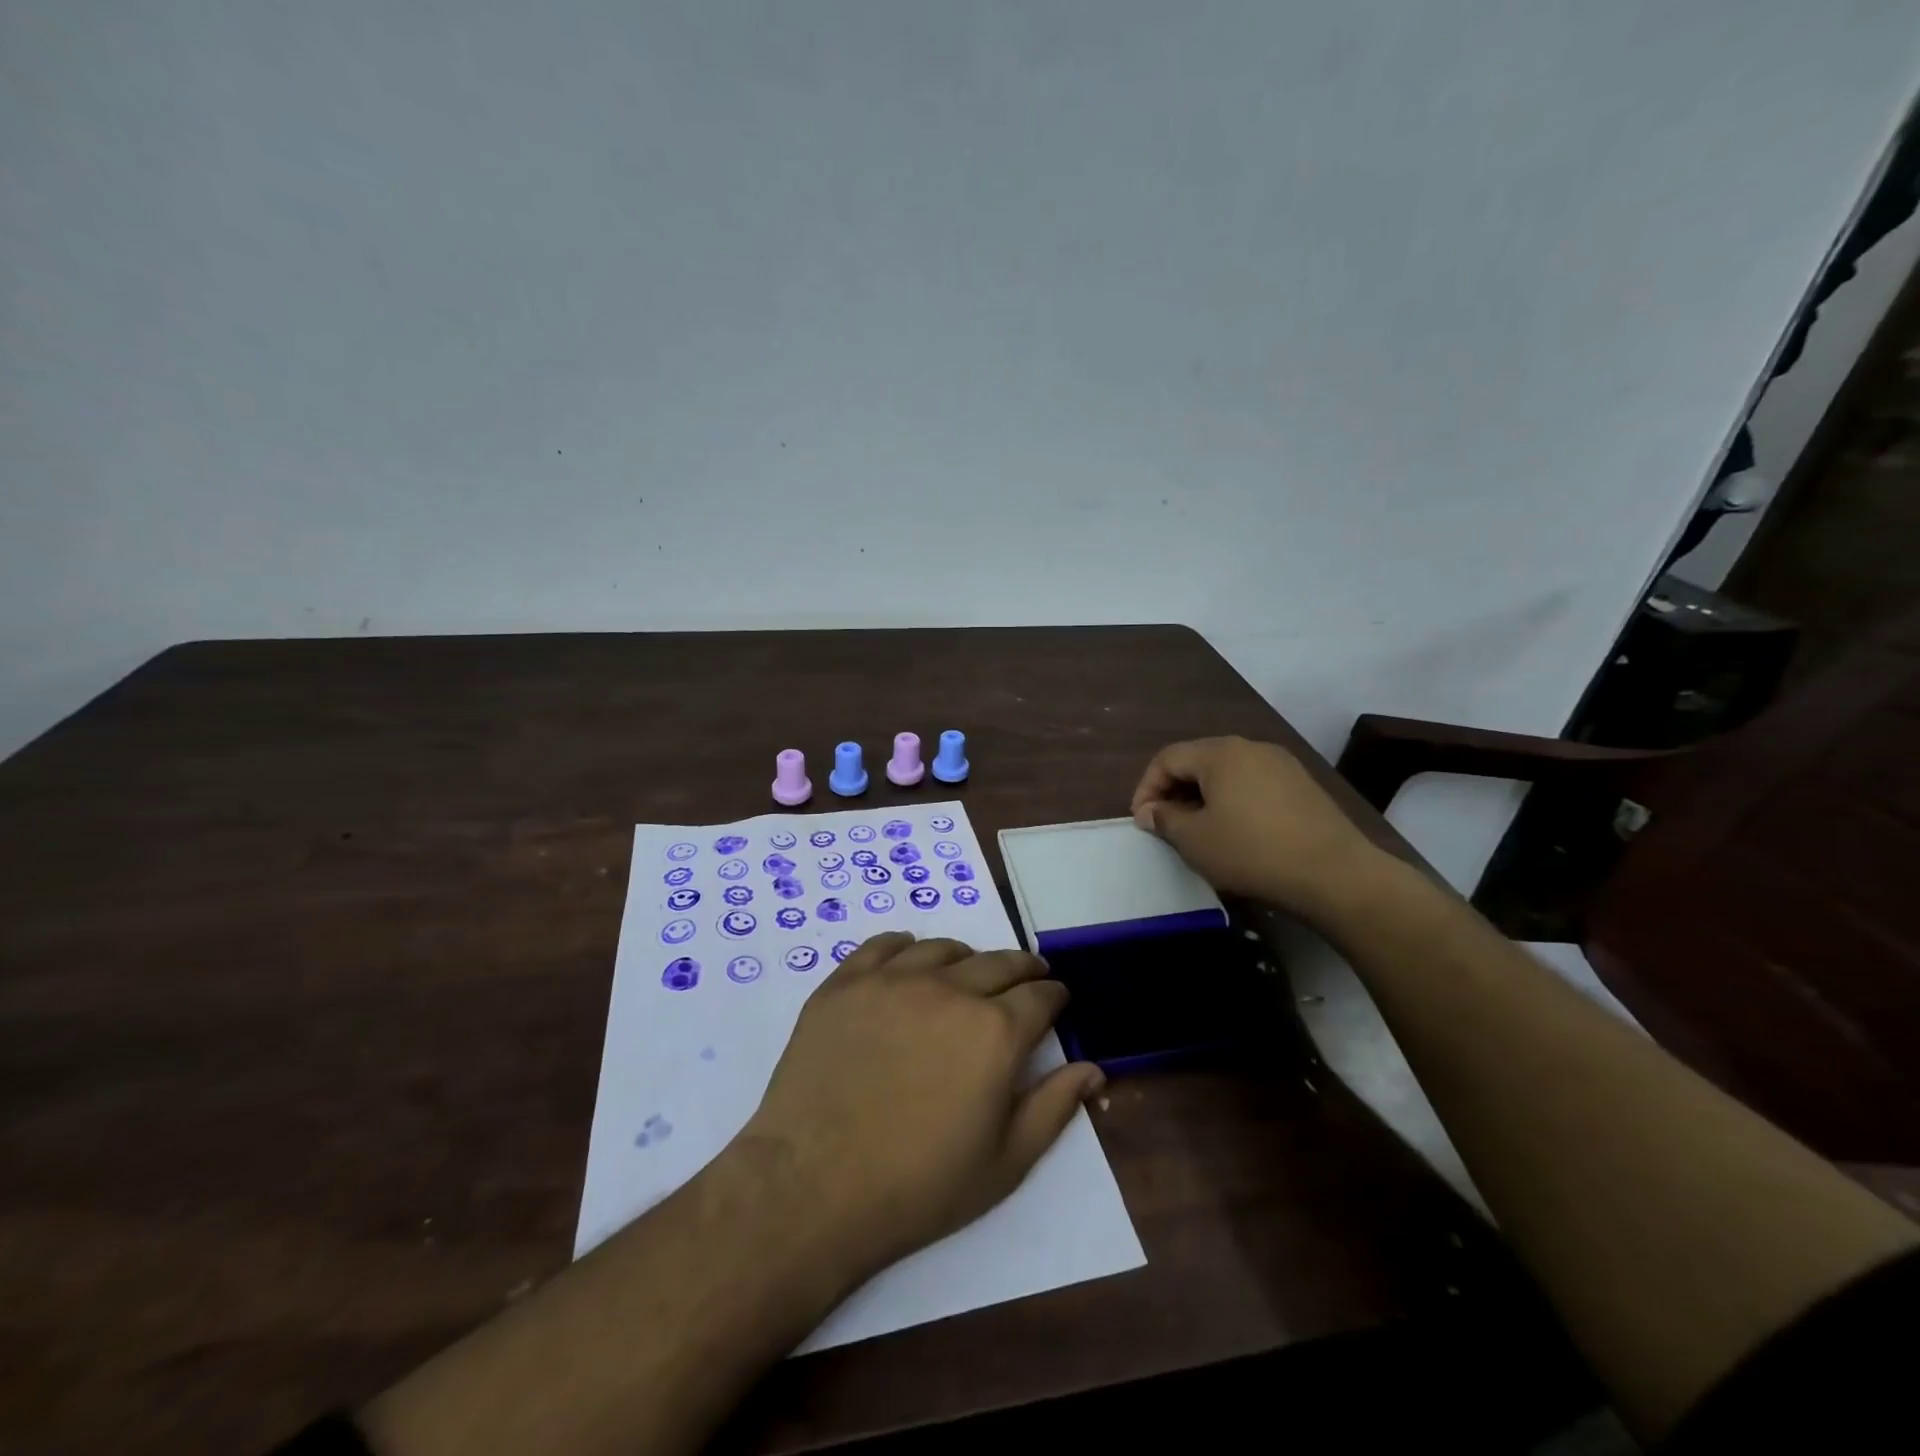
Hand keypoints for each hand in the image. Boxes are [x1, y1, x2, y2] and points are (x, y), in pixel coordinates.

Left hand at [740, 932, 1104, 1282]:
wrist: (812, 1187)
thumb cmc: (918, 1185)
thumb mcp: (1004, 1162)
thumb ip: (1054, 1107)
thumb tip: (1094, 1067)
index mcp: (994, 1031)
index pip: (1040, 996)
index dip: (1054, 995)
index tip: (1058, 999)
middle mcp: (949, 990)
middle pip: (998, 962)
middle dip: (1022, 968)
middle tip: (1028, 976)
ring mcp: (892, 980)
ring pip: (943, 948)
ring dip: (966, 957)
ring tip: (968, 971)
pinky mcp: (845, 983)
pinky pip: (883, 945)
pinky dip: (905, 946)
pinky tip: (909, 958)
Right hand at [1130, 735, 1394, 924]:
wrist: (1335, 874)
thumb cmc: (1252, 852)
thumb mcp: (1195, 840)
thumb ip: (1165, 819)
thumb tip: (1150, 811)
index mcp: (1220, 753)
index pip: (1167, 758)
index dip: (1146, 787)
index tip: (1141, 821)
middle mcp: (1251, 747)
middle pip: (1198, 761)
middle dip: (1174, 790)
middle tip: (1165, 825)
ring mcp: (1282, 764)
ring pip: (1228, 773)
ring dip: (1204, 797)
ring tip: (1198, 830)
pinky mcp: (1303, 786)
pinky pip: (1254, 785)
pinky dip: (1234, 802)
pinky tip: (1237, 832)